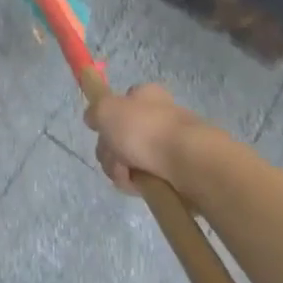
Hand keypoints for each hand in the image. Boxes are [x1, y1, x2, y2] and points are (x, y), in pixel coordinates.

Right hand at [84, 82, 204, 192]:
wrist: (189, 163)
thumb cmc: (145, 129)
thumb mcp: (106, 110)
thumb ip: (94, 111)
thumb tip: (93, 118)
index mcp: (146, 96)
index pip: (120, 103)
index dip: (107, 118)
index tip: (102, 131)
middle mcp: (158, 117)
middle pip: (119, 135)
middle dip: (109, 150)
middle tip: (114, 157)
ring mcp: (168, 145)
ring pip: (129, 159)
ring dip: (120, 169)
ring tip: (129, 176)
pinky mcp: (175, 171)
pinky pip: (146, 178)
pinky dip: (138, 184)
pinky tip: (141, 186)